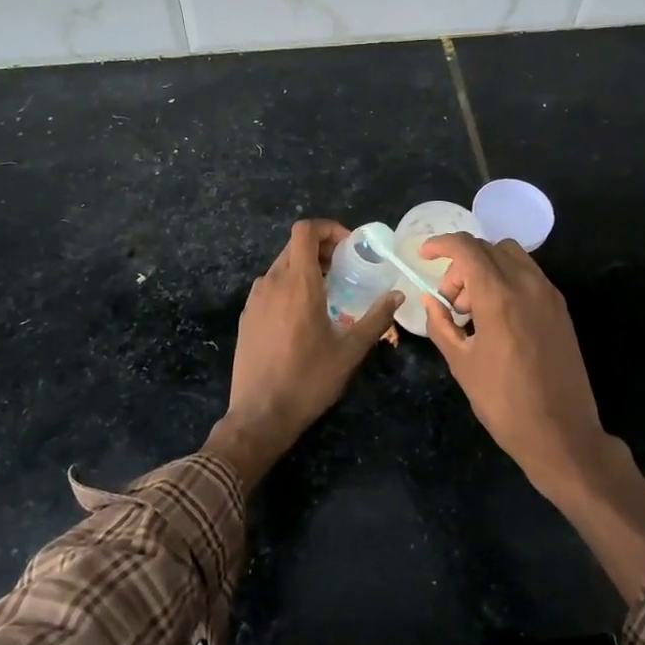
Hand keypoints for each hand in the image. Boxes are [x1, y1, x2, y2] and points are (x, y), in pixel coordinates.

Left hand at [205, 220, 401, 486]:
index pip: (305, 231)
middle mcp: (272, 282)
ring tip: (328, 293)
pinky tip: (303, 316)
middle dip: (322, 249)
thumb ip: (376, 319)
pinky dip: (289, 286)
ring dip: (305, 268)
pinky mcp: (247, 316)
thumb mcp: (350, 351)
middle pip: (294, 246)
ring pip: (281, 266)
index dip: (328, 228)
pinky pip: (270, 286)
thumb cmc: (308, 380)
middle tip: (345, 270)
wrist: (259, 416)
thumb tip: (397, 295)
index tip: (349, 247)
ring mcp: (255, 299)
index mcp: (297, 283)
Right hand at [419, 233, 608, 502]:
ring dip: (486, 268)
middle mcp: (527, 284)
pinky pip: (528, 275)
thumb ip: (442, 325)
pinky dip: (506, 279)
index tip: (424, 255)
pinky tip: (496, 316)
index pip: (466, 248)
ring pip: (512, 256)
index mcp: (499, 296)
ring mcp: (549, 295)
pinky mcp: (561, 308)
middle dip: (461, 264)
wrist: (563, 434)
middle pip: (488, 248)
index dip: (441, 244)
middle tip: (450, 301)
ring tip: (473, 309)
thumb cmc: (504, 402)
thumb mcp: (461, 364)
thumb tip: (431, 301)